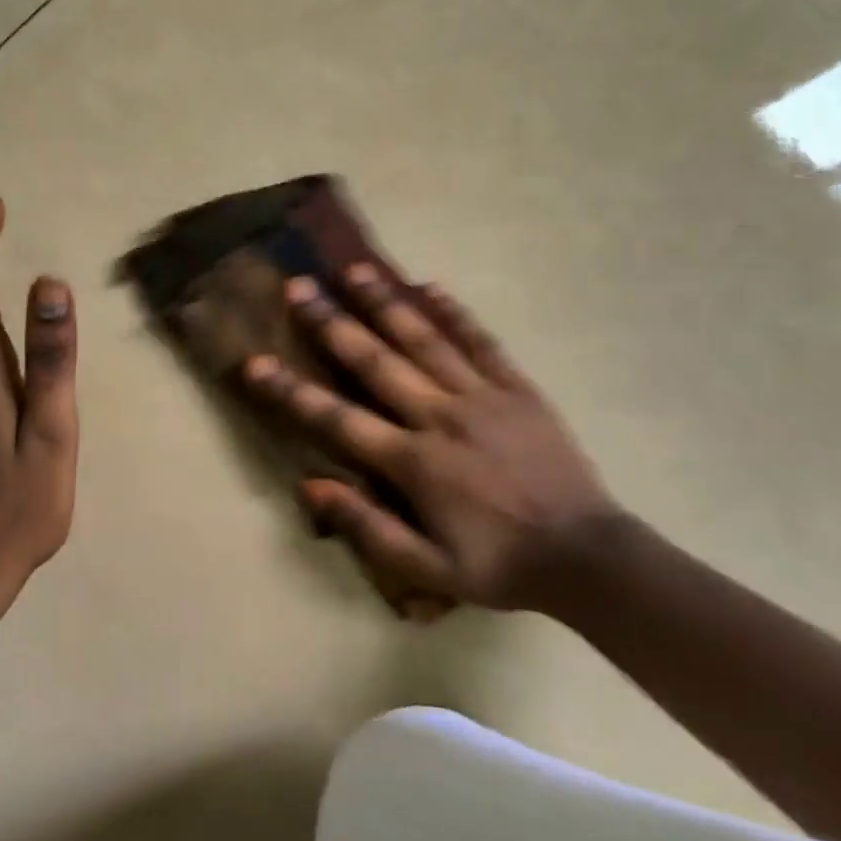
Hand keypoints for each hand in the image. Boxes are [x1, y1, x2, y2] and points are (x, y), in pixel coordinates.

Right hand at [243, 266, 623, 615]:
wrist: (586, 556)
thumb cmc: (500, 566)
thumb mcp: (428, 571)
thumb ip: (368, 526)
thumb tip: (311, 484)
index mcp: (415, 462)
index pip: (338, 419)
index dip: (292, 391)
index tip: (254, 362)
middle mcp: (440, 416)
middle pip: (376, 361)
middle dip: (332, 322)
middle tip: (298, 286)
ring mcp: (481, 396)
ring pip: (424, 338)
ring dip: (385, 302)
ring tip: (354, 269)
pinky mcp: (516, 388)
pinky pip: (481, 341)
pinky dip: (455, 312)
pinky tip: (430, 285)